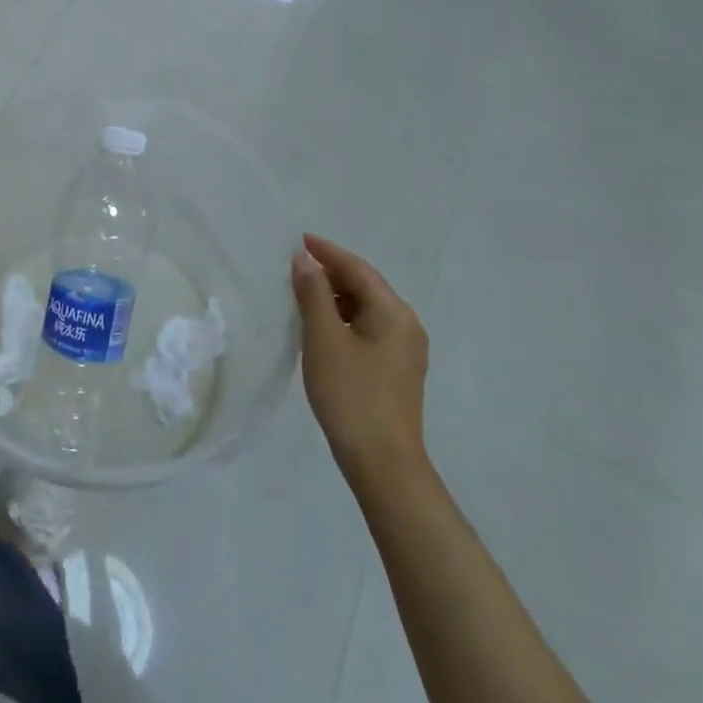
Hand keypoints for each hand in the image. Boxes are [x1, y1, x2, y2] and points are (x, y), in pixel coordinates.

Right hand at [291, 233, 428, 481]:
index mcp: (393, 312)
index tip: (299, 239)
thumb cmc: (350, 395)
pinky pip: (369, 329)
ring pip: (367, 309)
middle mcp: (406, 324)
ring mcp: (406, 349)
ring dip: (336, 298)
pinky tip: (322, 330)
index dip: (327, 252)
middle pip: (366, 286)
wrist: (383, 463)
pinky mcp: (398, 370)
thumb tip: (304, 260)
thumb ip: (313, 294)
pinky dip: (345, 320)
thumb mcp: (324, 339)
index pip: (357, 269)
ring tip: (303, 297)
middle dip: (331, 274)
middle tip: (295, 268)